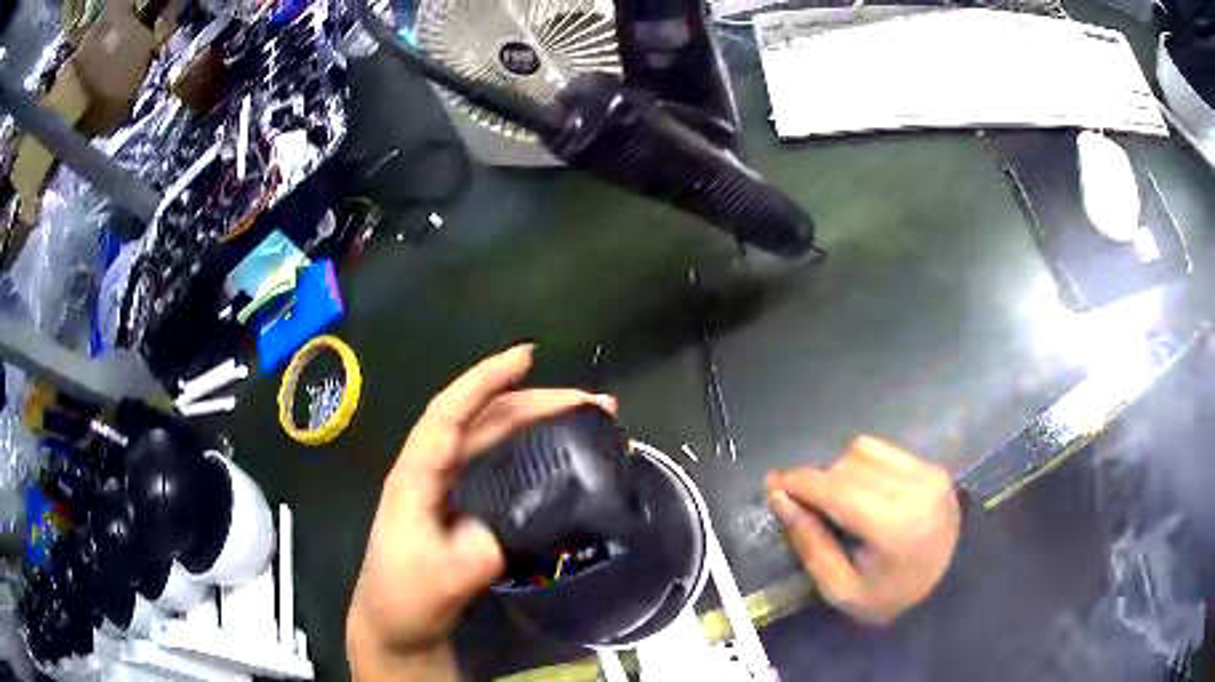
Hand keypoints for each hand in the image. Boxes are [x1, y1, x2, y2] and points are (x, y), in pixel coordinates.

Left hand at [346, 345, 615, 678]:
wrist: (394, 624)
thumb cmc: (409, 596)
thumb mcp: (452, 575)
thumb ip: (494, 543)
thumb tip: (541, 512)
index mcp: (417, 475)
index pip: (450, 413)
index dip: (486, 380)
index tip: (527, 356)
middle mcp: (431, 469)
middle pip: (482, 419)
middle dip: (535, 402)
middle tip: (592, 402)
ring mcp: (444, 485)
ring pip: (492, 437)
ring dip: (536, 421)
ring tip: (586, 417)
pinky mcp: (458, 502)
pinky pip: (495, 461)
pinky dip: (528, 447)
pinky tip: (554, 450)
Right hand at [766, 436, 959, 625]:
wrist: (947, 586)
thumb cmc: (889, 597)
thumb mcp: (840, 589)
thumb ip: (809, 542)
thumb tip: (779, 497)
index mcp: (894, 526)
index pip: (837, 489)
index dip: (800, 483)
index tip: (773, 484)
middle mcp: (915, 488)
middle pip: (847, 464)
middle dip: (819, 481)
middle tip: (808, 507)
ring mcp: (928, 472)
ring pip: (864, 449)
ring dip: (841, 470)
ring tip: (840, 502)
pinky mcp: (932, 466)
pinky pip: (884, 450)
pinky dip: (863, 466)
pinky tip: (865, 492)